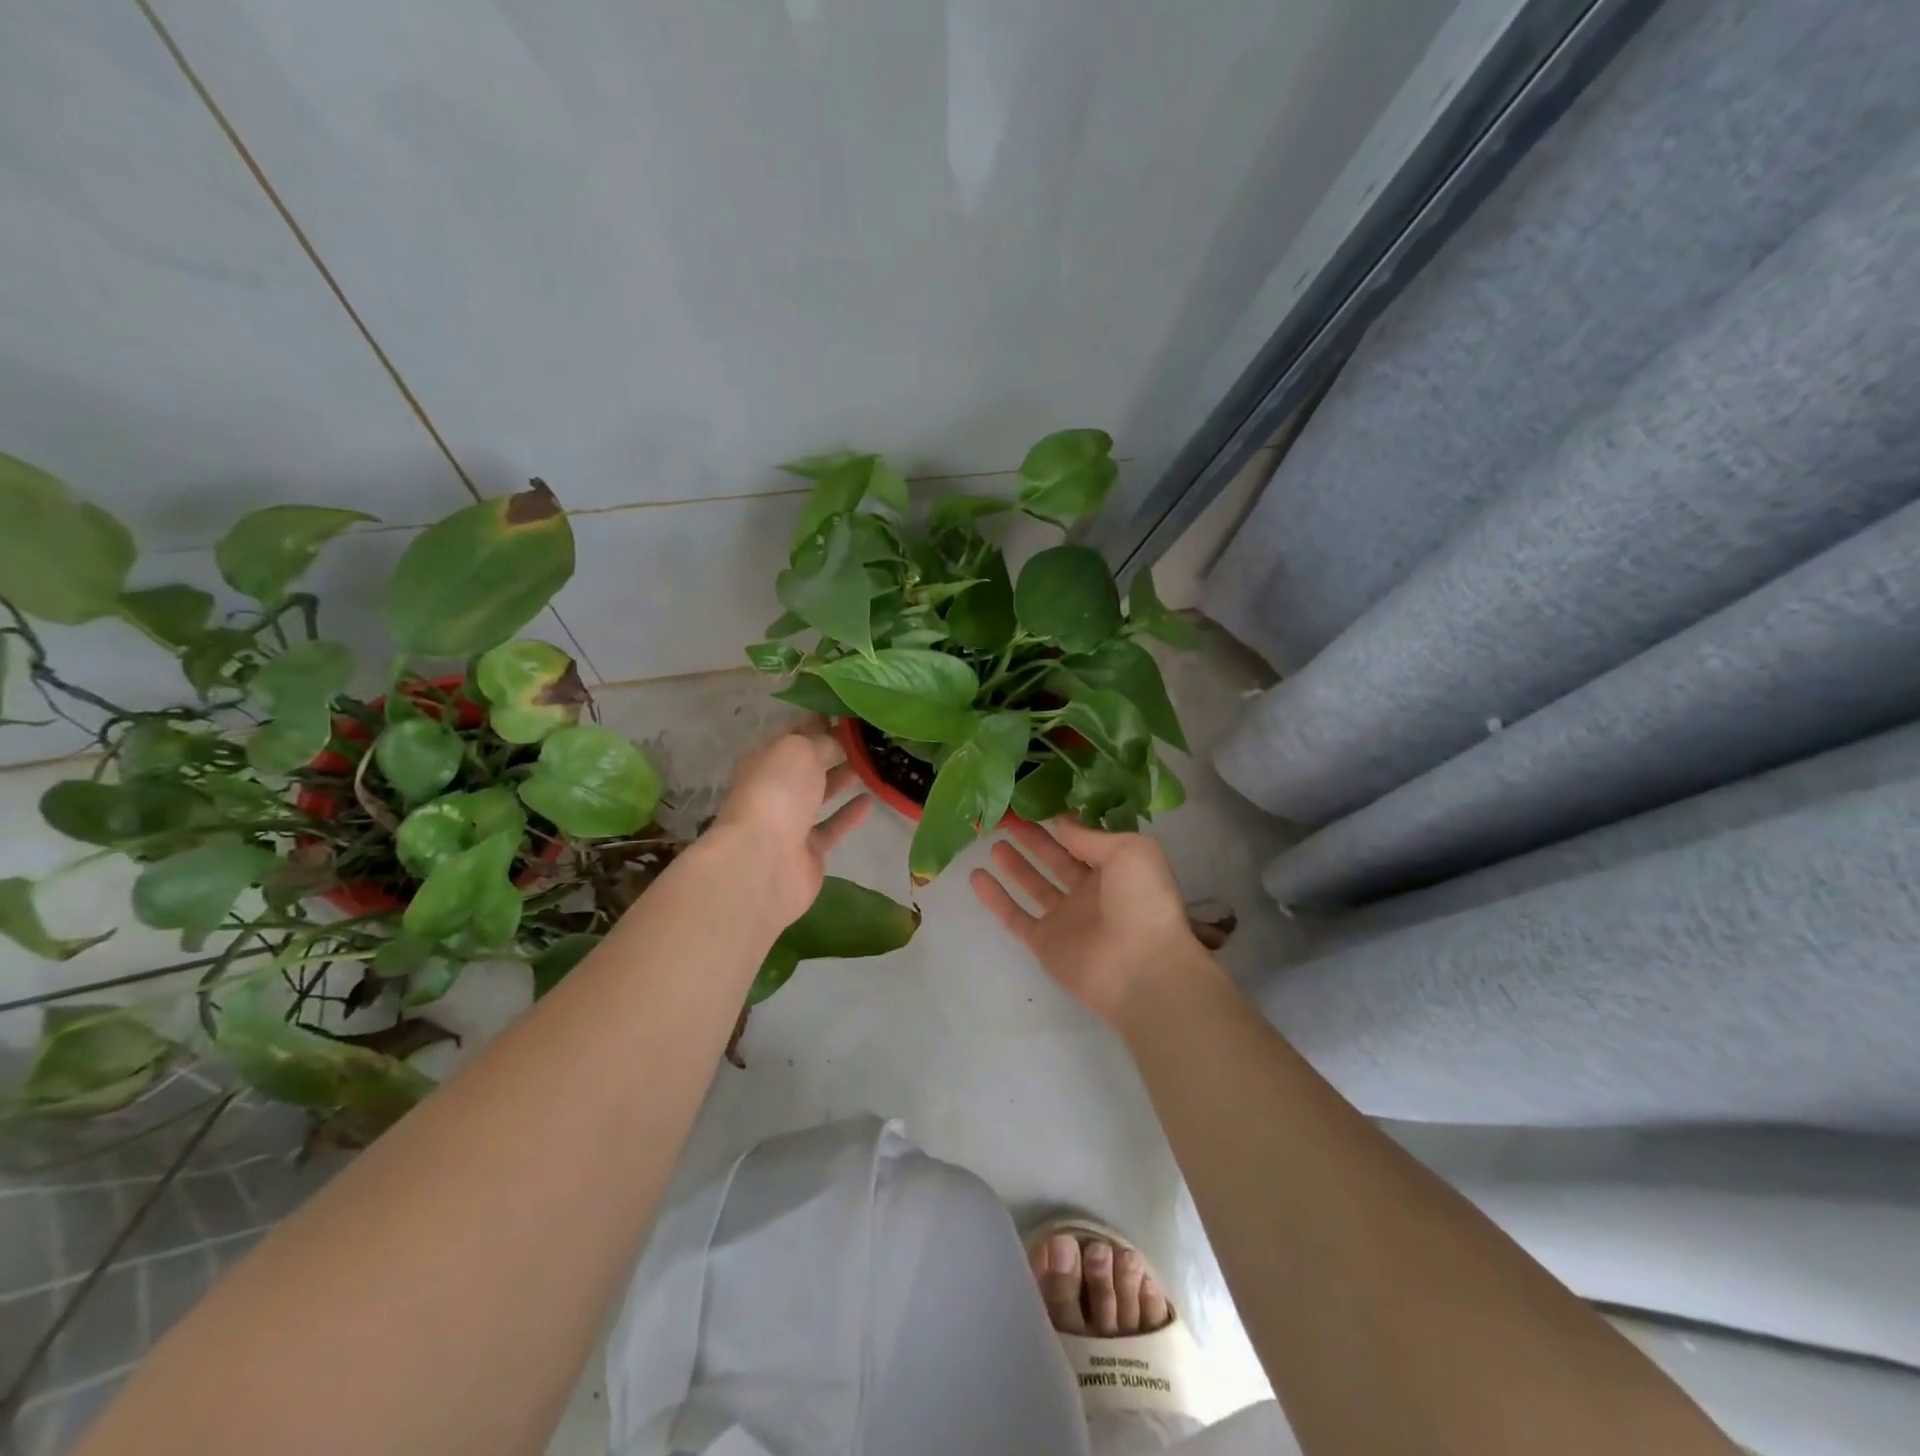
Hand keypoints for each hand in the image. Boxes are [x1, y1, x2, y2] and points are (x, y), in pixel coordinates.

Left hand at [711, 717, 870, 928]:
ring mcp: (790, 821)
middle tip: (871, 737)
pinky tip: (871, 800)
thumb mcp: (800, 750)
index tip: (852, 712)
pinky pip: (832, 826)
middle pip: (808, 764)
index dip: (820, 720)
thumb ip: (823, 741)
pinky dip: (849, 814)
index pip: (795, 733)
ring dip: (843, 778)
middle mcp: (774, 787)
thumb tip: (840, 740)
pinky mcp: (808, 850)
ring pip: (820, 793)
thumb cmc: (777, 793)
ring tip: (874, 763)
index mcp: (765, 758)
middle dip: (835, 749)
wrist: (764, 861)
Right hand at [970, 817, 1204, 1026]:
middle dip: (1033, 838)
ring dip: (1015, 864)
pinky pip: (1014, 916)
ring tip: (993, 841)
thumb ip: (1090, 835)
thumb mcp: (1130, 850)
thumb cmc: (1143, 902)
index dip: (1061, 821)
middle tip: (1006, 816)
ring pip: (1034, 885)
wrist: (1142, 968)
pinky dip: (995, 898)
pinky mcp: (1044, 943)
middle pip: (1055, 858)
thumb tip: (1061, 821)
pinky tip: (976, 876)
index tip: (1035, 800)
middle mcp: (1090, 892)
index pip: (1083, 839)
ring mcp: (1066, 919)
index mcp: (1115, 869)